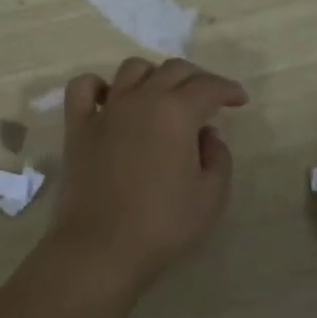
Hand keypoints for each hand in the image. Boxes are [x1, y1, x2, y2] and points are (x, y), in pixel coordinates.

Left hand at [46, 57, 247, 295]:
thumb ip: (218, 158)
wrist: (100, 248)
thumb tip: (207, 135)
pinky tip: (110, 98)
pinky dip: (98, 84)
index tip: (238, 99)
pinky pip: (83, 87)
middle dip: (197, 78)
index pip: (208, 86)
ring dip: (154, 75)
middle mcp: (141, 99)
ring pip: (132, 69)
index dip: (227, 89)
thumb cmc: (162, 225)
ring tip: (163, 95)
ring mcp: (106, 109)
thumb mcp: (210, 197)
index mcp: (176, 112)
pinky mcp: (78, 125)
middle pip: (173, 69)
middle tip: (209, 97)